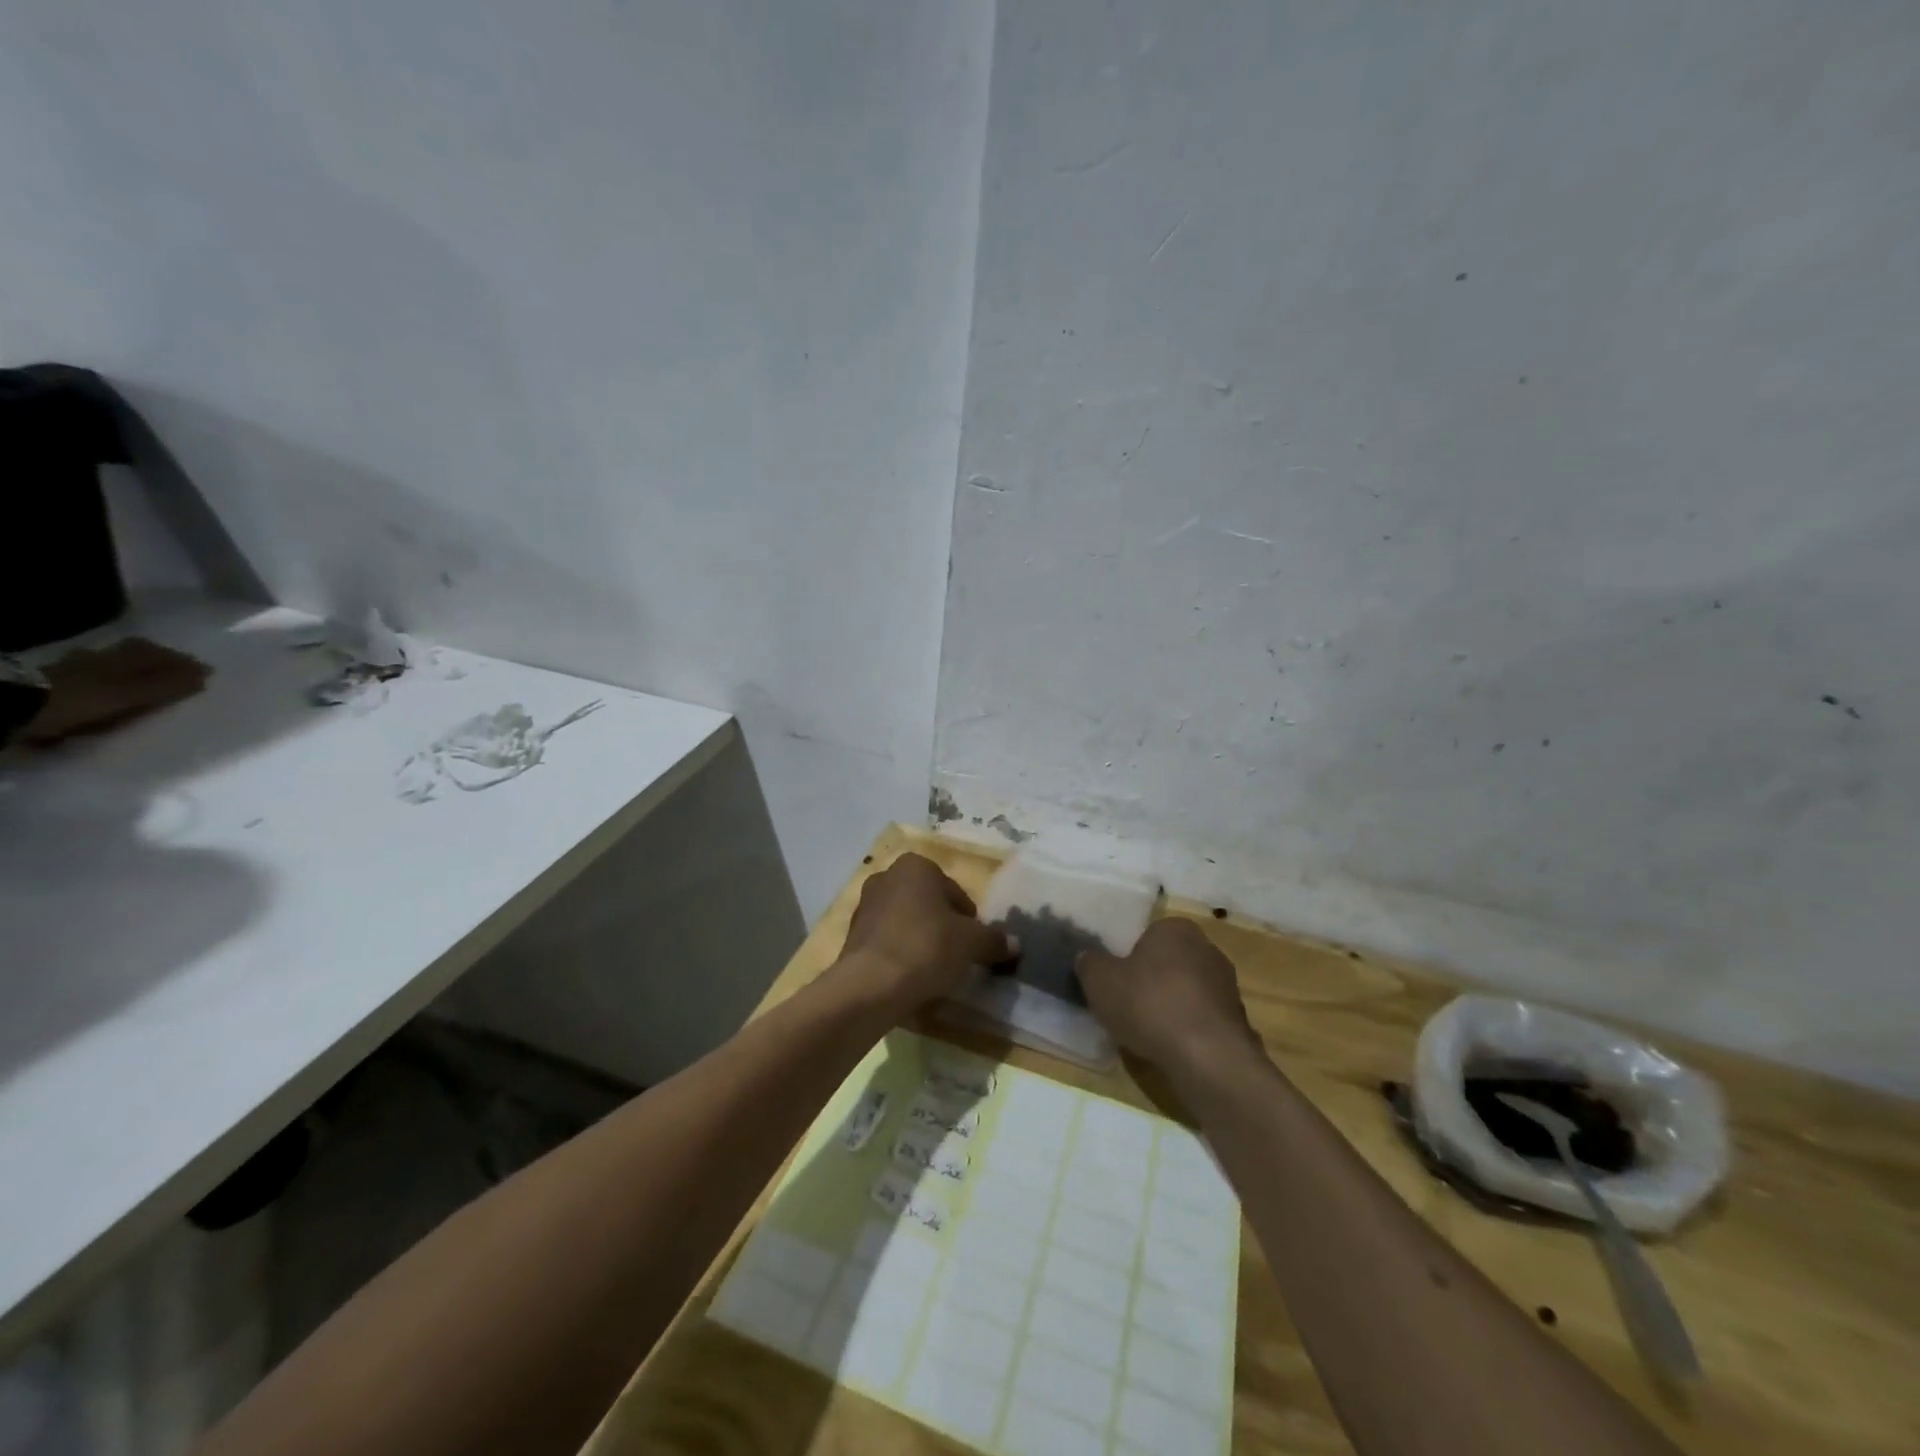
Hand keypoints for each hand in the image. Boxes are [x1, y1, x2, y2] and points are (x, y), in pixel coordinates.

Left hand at [836, 854, 1016, 1014]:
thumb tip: (1015, 944)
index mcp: (916, 866)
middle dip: (943, 926)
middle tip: (957, 956)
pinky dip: (900, 954)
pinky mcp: (852, 935)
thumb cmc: (926, 947)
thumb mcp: (971, 943)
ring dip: (920, 940)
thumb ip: (994, 940)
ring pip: (906, 921)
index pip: (954, 891)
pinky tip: (910, 977)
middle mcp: (887, 876)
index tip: (974, 945)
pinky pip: (887, 941)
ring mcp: (865, 905)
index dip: (969, 919)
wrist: (870, 985)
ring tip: (933, 970)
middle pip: (928, 904)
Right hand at [1077, 917, 1261, 1072]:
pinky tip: (1173, 1049)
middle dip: (1152, 981)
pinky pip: (1202, 1020)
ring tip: (1149, 1033)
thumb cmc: (1149, 1004)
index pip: (1147, 935)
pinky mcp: (1238, 1020)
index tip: (1117, 983)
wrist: (1207, 1057)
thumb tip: (1088, 958)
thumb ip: (1090, 963)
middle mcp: (1207, 948)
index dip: (1129, 959)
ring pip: (1188, 992)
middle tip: (1128, 1006)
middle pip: (1169, 963)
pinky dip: (1189, 1031)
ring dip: (1172, 1008)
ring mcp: (1228, 985)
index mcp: (1175, 928)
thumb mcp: (1100, 981)